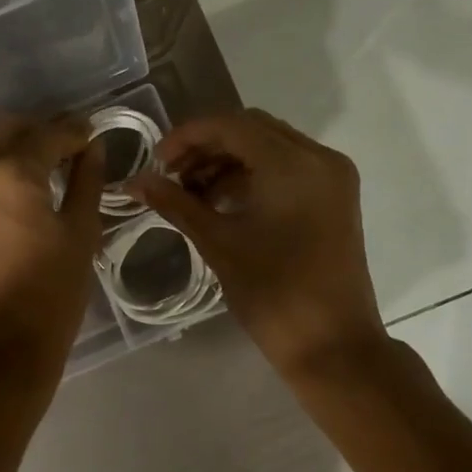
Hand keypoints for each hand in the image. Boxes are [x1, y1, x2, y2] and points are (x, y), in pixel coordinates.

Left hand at [0, 112, 103, 373]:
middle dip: (42, 130)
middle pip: (9, 127)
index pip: (49, 134)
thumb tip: (92, 148)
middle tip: (69, 149)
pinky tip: (2, 170)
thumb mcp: (81, 235)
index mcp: (12, 174)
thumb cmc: (50, 296)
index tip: (93, 137)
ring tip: (27, 153)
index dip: (76, 133)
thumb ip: (86, 182)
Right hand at [133, 109, 386, 378]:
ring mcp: (332, 176)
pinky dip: (253, 175)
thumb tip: (136, 182)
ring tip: (191, 192)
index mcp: (292, 164)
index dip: (187, 137)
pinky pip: (287, 167)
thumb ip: (176, 204)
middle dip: (207, 146)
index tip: (156, 162)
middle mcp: (319, 157)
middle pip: (251, 129)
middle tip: (171, 175)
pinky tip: (222, 201)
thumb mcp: (218, 244)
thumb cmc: (273, 294)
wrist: (333, 347)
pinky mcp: (335, 196)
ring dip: (228, 160)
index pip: (231, 125)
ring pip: (270, 146)